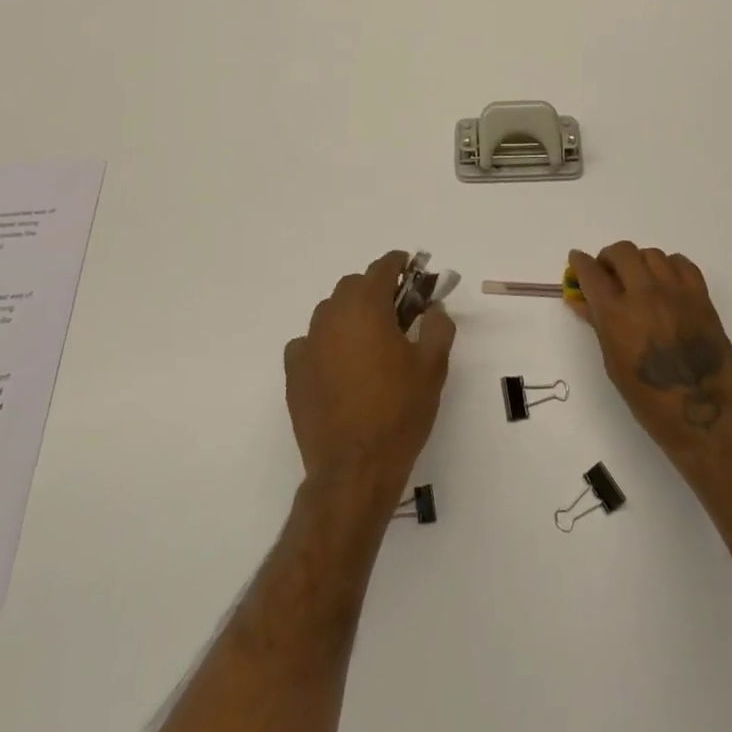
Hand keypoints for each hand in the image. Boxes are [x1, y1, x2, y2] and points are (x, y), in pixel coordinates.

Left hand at [285, 251, 456, 498]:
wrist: (354, 468)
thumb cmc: (399, 411)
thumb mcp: (433, 366)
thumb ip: (437, 326)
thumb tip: (433, 308)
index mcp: (366, 307)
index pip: (382, 267)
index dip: (399, 264)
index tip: (412, 269)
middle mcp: (332, 316)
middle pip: (353, 286)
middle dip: (375, 290)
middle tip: (397, 312)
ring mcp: (308, 344)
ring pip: (330, 312)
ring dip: (350, 314)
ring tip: (370, 341)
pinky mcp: (294, 372)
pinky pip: (310, 342)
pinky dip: (326, 343)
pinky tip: (339, 364)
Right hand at [568, 242, 731, 471]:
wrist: (704, 416)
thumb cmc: (650, 400)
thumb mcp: (613, 363)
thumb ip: (599, 324)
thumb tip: (582, 300)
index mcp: (616, 314)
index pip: (590, 272)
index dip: (579, 263)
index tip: (577, 261)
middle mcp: (644, 294)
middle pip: (622, 252)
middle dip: (609, 258)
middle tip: (608, 273)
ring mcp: (676, 292)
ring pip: (652, 254)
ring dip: (639, 262)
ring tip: (639, 280)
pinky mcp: (701, 296)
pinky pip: (682, 263)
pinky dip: (669, 267)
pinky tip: (666, 284)